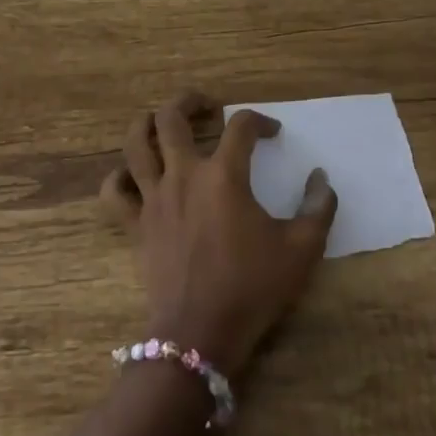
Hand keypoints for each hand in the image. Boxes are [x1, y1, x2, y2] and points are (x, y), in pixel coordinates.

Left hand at [100, 90, 337, 373]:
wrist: (200, 333)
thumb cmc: (252, 288)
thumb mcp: (302, 249)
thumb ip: (318, 208)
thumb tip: (321, 178)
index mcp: (224, 176)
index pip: (241, 126)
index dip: (260, 121)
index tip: (273, 133)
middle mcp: (183, 175)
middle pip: (172, 118)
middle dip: (190, 101)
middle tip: (208, 106)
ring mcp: (153, 198)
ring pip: (135, 144)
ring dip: (147, 124)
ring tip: (162, 122)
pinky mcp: (134, 225)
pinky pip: (114, 191)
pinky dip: (119, 176)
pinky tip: (133, 175)